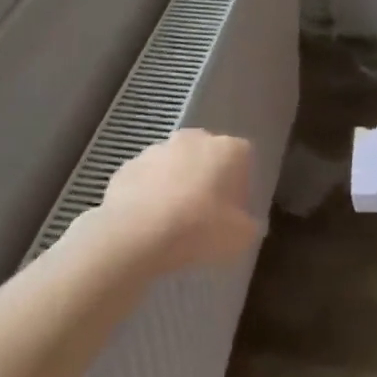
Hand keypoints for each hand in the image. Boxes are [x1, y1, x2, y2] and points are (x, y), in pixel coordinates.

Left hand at [83, 129, 262, 279]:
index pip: (243, 156)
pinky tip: (149, 220)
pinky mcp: (127, 166)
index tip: (235, 209)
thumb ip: (249, 225)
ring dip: (177, 183)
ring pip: (174, 164)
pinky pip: (146, 178)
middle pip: (206, 154)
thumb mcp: (241, 237)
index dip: (241, 183)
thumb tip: (245, 224)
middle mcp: (192, 139)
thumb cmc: (199, 229)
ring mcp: (155, 149)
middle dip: (208, 177)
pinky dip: (149, 193)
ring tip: (174, 219)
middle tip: (206, 212)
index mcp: (226, 148)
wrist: (136, 234)